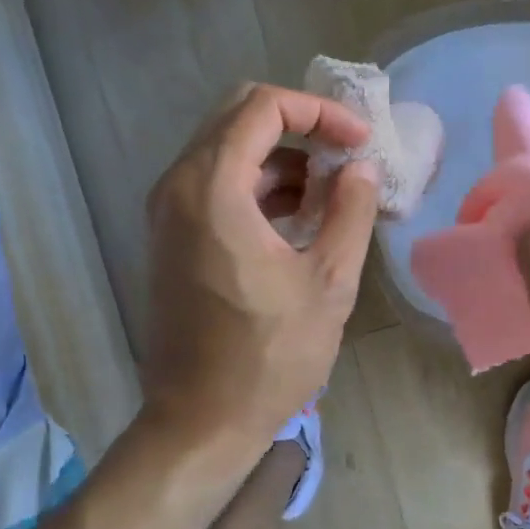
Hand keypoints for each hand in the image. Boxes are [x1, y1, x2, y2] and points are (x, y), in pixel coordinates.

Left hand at [141, 83, 379, 451]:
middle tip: (348, 153)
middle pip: (239, 117)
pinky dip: (261, 185)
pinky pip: (218, 184)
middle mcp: (179, 186)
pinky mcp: (173, 237)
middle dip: (301, 125)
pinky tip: (302, 217)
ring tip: (334, 191)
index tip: (360, 141)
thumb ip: (351, 212)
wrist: (199, 422)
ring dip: (283, 158)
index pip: (263, 106)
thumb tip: (360, 168)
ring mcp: (169, 212)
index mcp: (212, 188)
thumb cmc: (268, 356)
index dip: (320, 112)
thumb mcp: (329, 282)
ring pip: (229, 150)